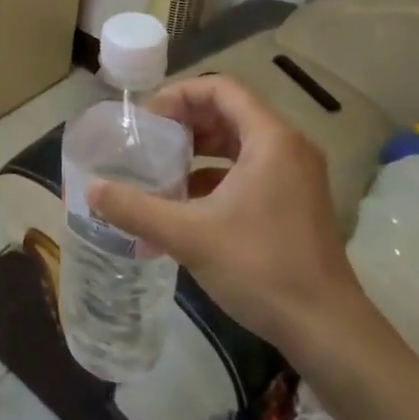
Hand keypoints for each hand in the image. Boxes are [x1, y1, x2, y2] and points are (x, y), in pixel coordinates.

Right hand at [88, 76, 364, 348]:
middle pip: (230, 112)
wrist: (327, 330)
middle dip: (185, 123)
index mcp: (271, 139)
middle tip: (149, 141)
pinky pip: (251, 168)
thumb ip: (136, 209)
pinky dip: (217, 175)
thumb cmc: (260, 268)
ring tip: (163, 169)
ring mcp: (297, 175)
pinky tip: (187, 203)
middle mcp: (289, 146)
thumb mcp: (188, 235)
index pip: (220, 89)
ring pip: (240, 142)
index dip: (179, 95)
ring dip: (199, 150)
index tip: (147, 118)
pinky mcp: (297, 201)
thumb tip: (91, 190)